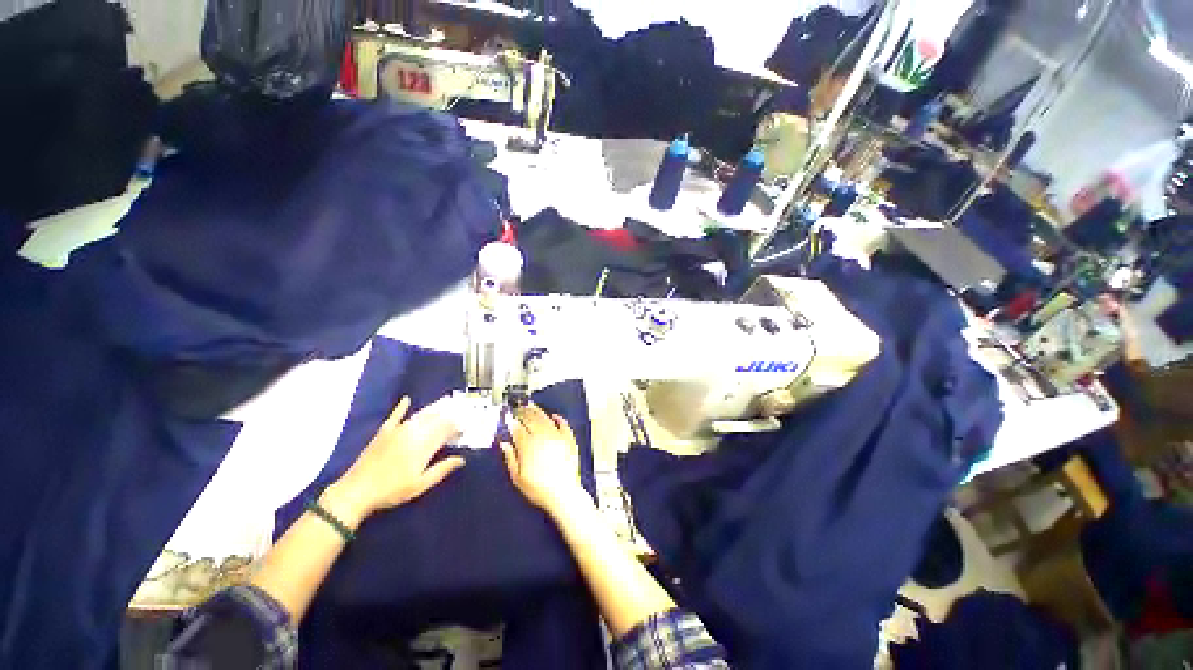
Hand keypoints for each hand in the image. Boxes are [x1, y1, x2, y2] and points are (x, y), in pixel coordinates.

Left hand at [325, 396, 464, 525]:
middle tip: (458, 415)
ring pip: (420, 415)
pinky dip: (401, 407)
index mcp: (424, 446)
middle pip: (435, 419)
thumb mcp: (421, 484)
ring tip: (444, 405)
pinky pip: (395, 415)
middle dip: (448, 416)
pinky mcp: (383, 432)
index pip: (446, 430)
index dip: (457, 428)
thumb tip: (462, 459)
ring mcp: (397, 430)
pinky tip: (407, 399)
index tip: (464, 429)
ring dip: (433, 410)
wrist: (356, 491)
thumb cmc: (392, 490)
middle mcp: (413, 433)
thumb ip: (442, 469)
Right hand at [500, 403, 589, 516]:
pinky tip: (555, 415)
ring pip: (546, 418)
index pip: (518, 428)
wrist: (563, 495)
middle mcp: (543, 438)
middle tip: (518, 409)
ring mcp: (557, 437)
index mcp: (528, 446)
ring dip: (538, 411)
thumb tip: (505, 445)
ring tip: (532, 406)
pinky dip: (559, 418)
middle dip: (523, 412)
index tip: (508, 418)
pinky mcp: (568, 440)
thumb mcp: (517, 478)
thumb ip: (510, 458)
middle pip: (531, 419)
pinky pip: (564, 425)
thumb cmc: (540, 489)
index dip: (511, 422)